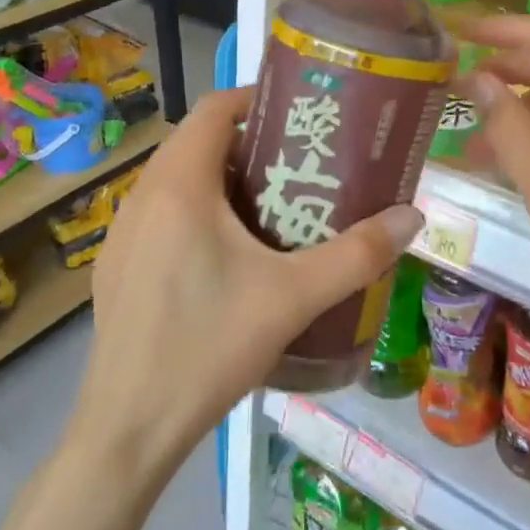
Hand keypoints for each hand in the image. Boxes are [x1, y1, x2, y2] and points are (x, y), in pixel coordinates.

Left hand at [67, 86, 424, 477]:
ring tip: (271, 204)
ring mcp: (122, 232)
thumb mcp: (292, 298)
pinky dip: (195, 211)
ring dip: (220, 178)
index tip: (299, 114)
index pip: (214, 108)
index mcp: (179, 185)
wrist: (127, 431)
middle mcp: (143, 195)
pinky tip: (226, 257)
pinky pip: (160, 214)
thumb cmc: (208, 347)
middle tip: (298, 163)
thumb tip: (412, 217)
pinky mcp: (117, 266)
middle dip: (248, 142)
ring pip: (177, 180)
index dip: (255, 98)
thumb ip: (357, 255)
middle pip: (197, 142)